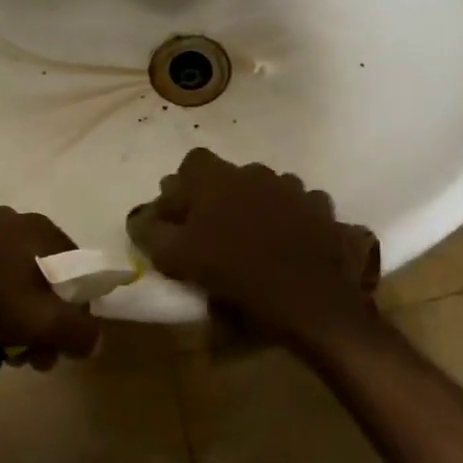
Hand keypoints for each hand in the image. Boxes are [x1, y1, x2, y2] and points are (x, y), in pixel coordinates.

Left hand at [0, 207, 101, 364]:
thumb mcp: (36, 320)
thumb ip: (75, 330)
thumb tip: (98, 341)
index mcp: (41, 229)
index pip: (79, 270)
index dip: (78, 312)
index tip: (62, 347)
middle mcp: (14, 219)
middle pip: (46, 275)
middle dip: (45, 320)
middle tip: (32, 358)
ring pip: (13, 277)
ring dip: (16, 315)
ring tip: (2, 350)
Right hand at [126, 148, 379, 348]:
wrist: (313, 300)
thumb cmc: (238, 276)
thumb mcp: (179, 260)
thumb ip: (152, 233)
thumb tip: (140, 218)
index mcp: (218, 180)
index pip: (192, 162)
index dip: (184, 186)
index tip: (183, 216)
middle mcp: (255, 172)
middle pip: (229, 176)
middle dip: (220, 198)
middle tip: (215, 235)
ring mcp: (293, 188)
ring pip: (265, 188)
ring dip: (257, 207)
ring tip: (255, 242)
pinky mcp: (322, 209)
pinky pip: (300, 205)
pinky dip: (292, 219)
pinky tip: (291, 245)